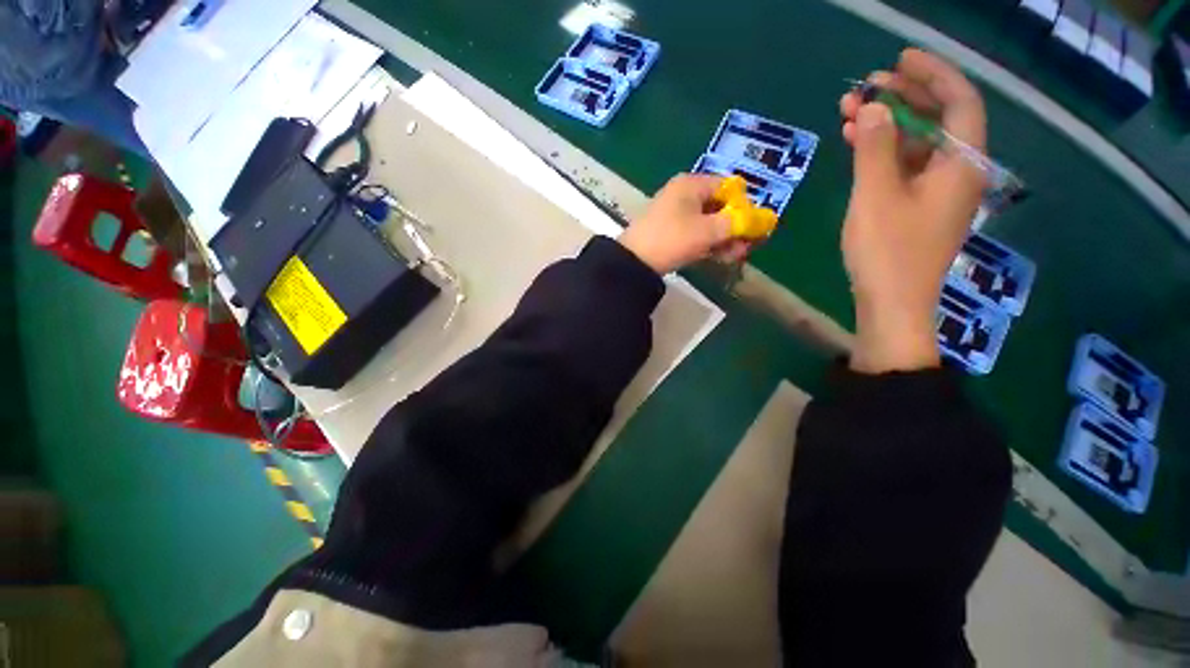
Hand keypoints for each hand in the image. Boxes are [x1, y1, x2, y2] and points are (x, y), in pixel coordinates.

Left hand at [619, 174, 749, 274]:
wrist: (634, 262)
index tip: (754, 227)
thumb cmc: (672, 239)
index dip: (745, 206)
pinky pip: (695, 233)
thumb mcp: (707, 230)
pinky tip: (721, 257)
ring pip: (708, 222)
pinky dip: (709, 243)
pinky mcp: (670, 232)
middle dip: (735, 227)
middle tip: (748, 246)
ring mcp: (675, 214)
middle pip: (719, 206)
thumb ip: (737, 223)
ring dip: (724, 238)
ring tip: (736, 255)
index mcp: (692, 184)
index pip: (729, 187)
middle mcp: (684, 194)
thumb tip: (762, 219)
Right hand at [839, 49, 987, 372]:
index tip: (898, 60)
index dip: (932, 74)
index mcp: (961, 163)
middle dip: (903, 97)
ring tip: (849, 113)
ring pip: (918, 143)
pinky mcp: (917, 208)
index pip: (959, 101)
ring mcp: (937, 192)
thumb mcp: (876, 195)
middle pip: (939, 119)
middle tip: (865, 86)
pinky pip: (905, 167)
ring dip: (886, 125)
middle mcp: (957, 172)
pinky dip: (883, 152)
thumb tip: (870, 106)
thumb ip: (874, 148)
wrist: (892, 304)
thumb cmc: (887, 251)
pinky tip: (856, 145)